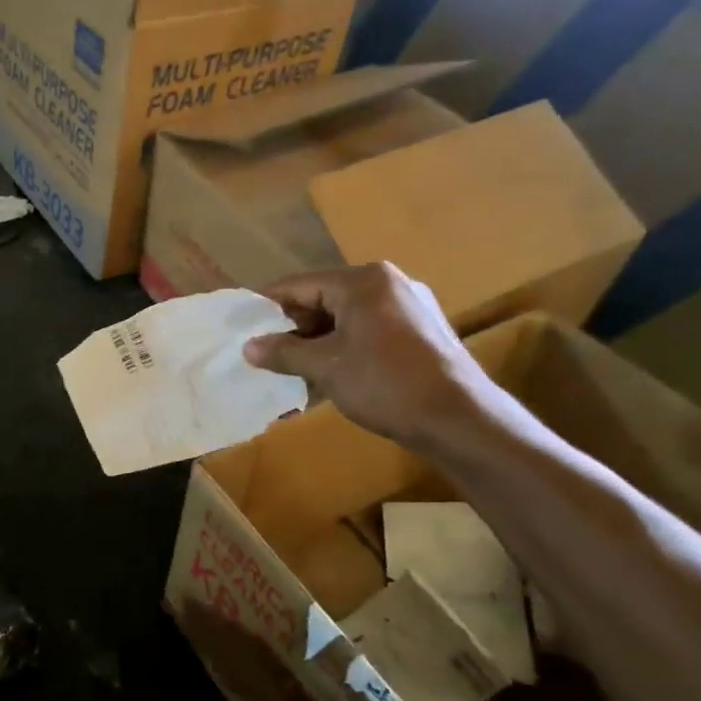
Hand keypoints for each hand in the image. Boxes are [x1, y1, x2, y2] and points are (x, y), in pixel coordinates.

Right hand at [243, 264, 496, 448]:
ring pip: (346, 318)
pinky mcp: (421, 332)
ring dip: (317, 342)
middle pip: (323, 299)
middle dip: (293, 328)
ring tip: (292, 370)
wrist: (460, 419)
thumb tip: (249, 347)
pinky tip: (329, 375)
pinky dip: (344, 348)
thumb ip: (284, 352)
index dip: (266, 306)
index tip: (240, 326)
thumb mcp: (325, 367)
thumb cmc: (386, 383)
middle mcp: (388, 284)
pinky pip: (368, 331)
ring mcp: (409, 307)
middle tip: (264, 354)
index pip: (299, 285)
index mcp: (363, 281)